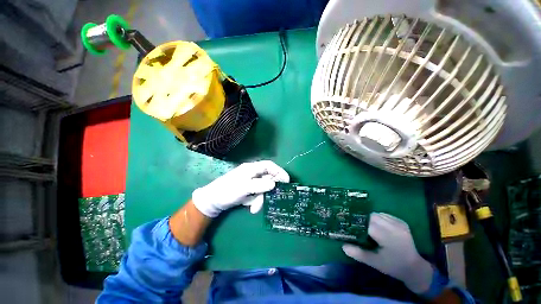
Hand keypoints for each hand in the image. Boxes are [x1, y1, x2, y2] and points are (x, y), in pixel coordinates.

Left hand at [192, 160, 289, 217]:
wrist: (213, 201)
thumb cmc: (227, 191)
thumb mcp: (244, 188)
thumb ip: (259, 185)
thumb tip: (273, 184)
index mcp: (252, 168)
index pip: (269, 166)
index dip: (279, 172)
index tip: (287, 181)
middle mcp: (252, 173)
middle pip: (267, 179)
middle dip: (267, 191)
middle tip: (268, 201)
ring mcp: (250, 182)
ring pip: (263, 189)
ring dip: (260, 199)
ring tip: (253, 208)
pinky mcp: (248, 190)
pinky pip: (257, 194)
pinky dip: (255, 201)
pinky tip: (249, 206)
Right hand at [342, 213, 433, 294]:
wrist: (415, 268)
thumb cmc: (393, 266)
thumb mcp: (375, 262)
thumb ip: (358, 253)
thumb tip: (343, 246)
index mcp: (387, 237)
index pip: (367, 223)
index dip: (357, 224)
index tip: (351, 227)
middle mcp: (393, 227)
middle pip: (371, 216)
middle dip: (363, 220)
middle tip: (359, 228)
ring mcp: (399, 223)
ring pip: (378, 214)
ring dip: (371, 218)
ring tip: (368, 227)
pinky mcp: (402, 222)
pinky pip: (385, 215)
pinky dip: (379, 218)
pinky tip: (378, 226)